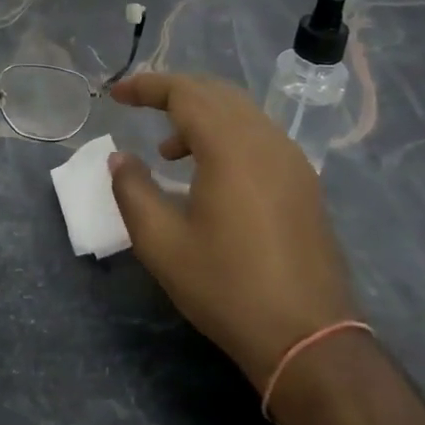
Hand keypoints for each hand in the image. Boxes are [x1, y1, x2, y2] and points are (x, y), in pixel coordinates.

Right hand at [108, 72, 358, 386]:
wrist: (308, 338)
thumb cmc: (227, 288)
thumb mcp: (162, 244)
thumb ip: (132, 191)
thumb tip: (119, 158)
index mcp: (231, 147)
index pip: (184, 93)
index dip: (146, 86)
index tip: (116, 95)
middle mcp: (266, 140)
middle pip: (215, 93)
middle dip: (173, 92)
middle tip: (138, 106)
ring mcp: (291, 160)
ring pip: (240, 112)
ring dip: (200, 115)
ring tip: (168, 151)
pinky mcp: (304, 182)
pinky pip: (259, 136)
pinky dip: (226, 134)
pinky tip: (209, 172)